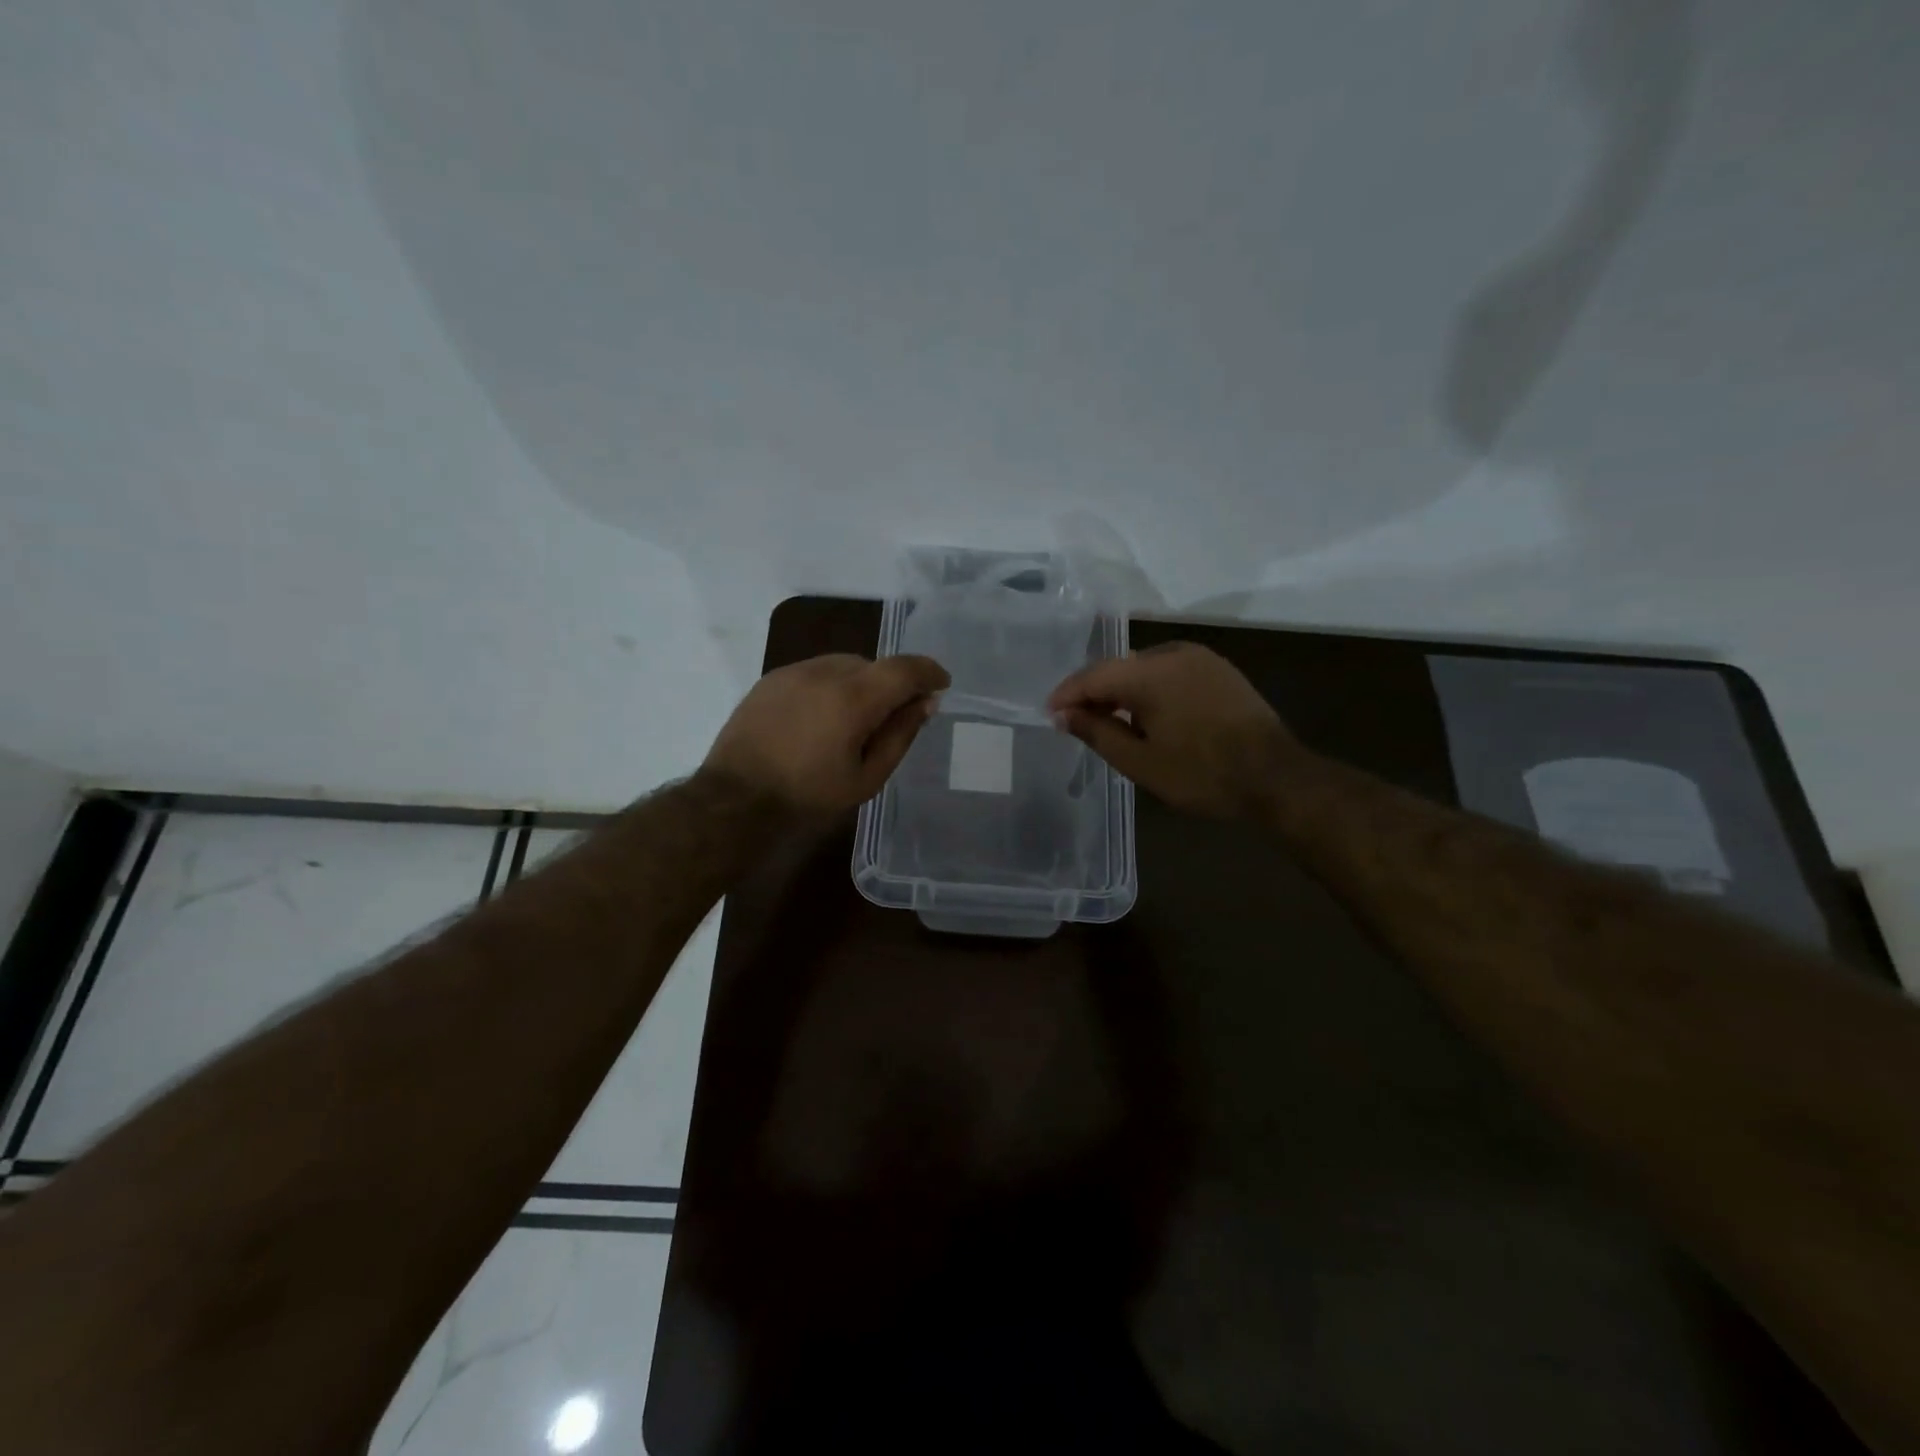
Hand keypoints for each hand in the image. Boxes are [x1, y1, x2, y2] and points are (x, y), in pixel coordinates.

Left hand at [703, 653, 950, 813]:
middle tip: (894, 718)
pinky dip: (831, 686)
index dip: (929, 672)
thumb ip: (900, 735)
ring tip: (854, 722)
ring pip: (844, 665)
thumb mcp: (866, 778)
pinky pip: (815, 672)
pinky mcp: (771, 679)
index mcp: (852, 699)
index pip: (904, 668)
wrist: (734, 801)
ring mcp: (793, 672)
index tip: (941, 685)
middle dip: (891, 685)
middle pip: (873, 665)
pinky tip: (822, 718)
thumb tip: (925, 703)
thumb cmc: (807, 797)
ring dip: (861, 684)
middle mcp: (824, 673)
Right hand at [1048, 642, 1298, 817]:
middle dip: (1094, 693)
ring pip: (1144, 667)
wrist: (1277, 778)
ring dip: (1122, 691)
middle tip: (1076, 722)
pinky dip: (1150, 689)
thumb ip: (1097, 732)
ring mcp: (1200, 658)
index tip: (1049, 715)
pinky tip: (1148, 715)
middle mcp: (1173, 653)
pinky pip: (1170, 671)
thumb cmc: (1202, 774)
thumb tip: (1063, 715)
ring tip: (1110, 722)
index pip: (1093, 675)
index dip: (1067, 695)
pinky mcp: (1219, 670)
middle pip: (1118, 667)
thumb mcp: (1140, 762)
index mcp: (1150, 673)